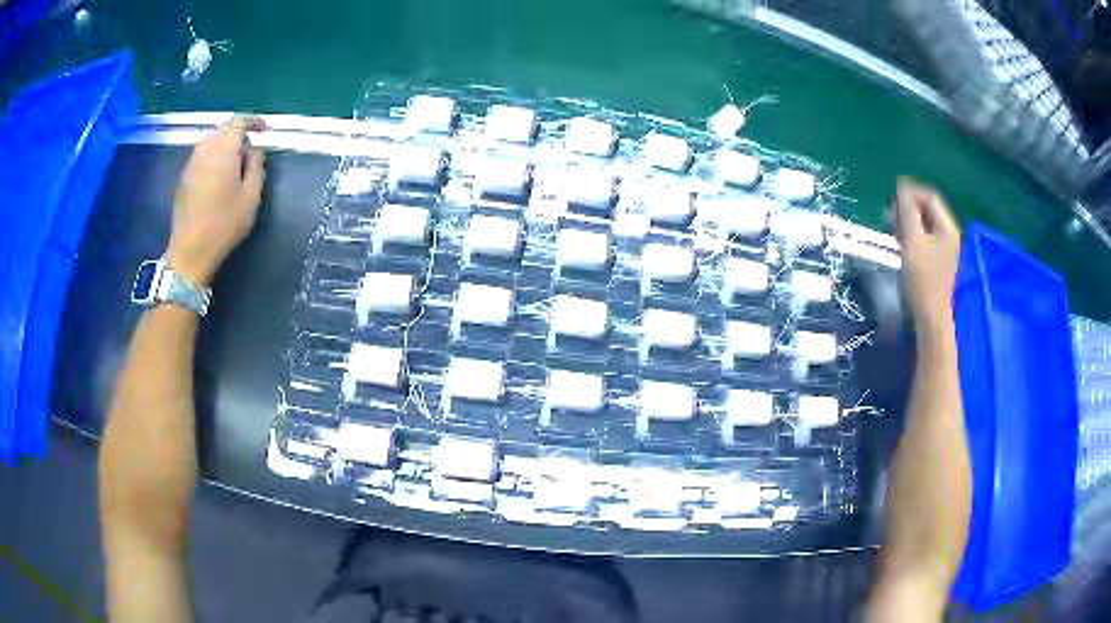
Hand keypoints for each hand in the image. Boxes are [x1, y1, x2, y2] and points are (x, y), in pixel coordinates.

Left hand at [165, 116, 266, 286]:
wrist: (191, 250)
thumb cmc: (224, 224)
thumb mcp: (251, 196)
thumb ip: (256, 166)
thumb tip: (256, 148)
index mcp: (224, 150)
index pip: (239, 122)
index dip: (254, 121)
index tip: (264, 130)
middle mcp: (205, 150)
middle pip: (222, 128)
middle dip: (237, 131)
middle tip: (249, 147)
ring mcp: (191, 163)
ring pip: (208, 140)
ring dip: (223, 142)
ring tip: (233, 160)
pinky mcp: (183, 178)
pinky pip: (200, 154)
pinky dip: (212, 154)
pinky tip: (218, 174)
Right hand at [893, 178, 960, 328]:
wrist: (930, 317)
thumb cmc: (922, 278)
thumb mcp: (912, 241)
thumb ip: (907, 212)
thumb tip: (902, 187)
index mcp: (947, 227)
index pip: (929, 197)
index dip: (911, 192)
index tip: (891, 197)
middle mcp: (949, 235)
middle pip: (928, 210)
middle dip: (908, 207)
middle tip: (890, 214)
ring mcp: (945, 249)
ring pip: (925, 225)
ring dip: (908, 221)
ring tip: (892, 228)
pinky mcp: (938, 261)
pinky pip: (925, 239)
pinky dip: (912, 235)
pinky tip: (901, 242)